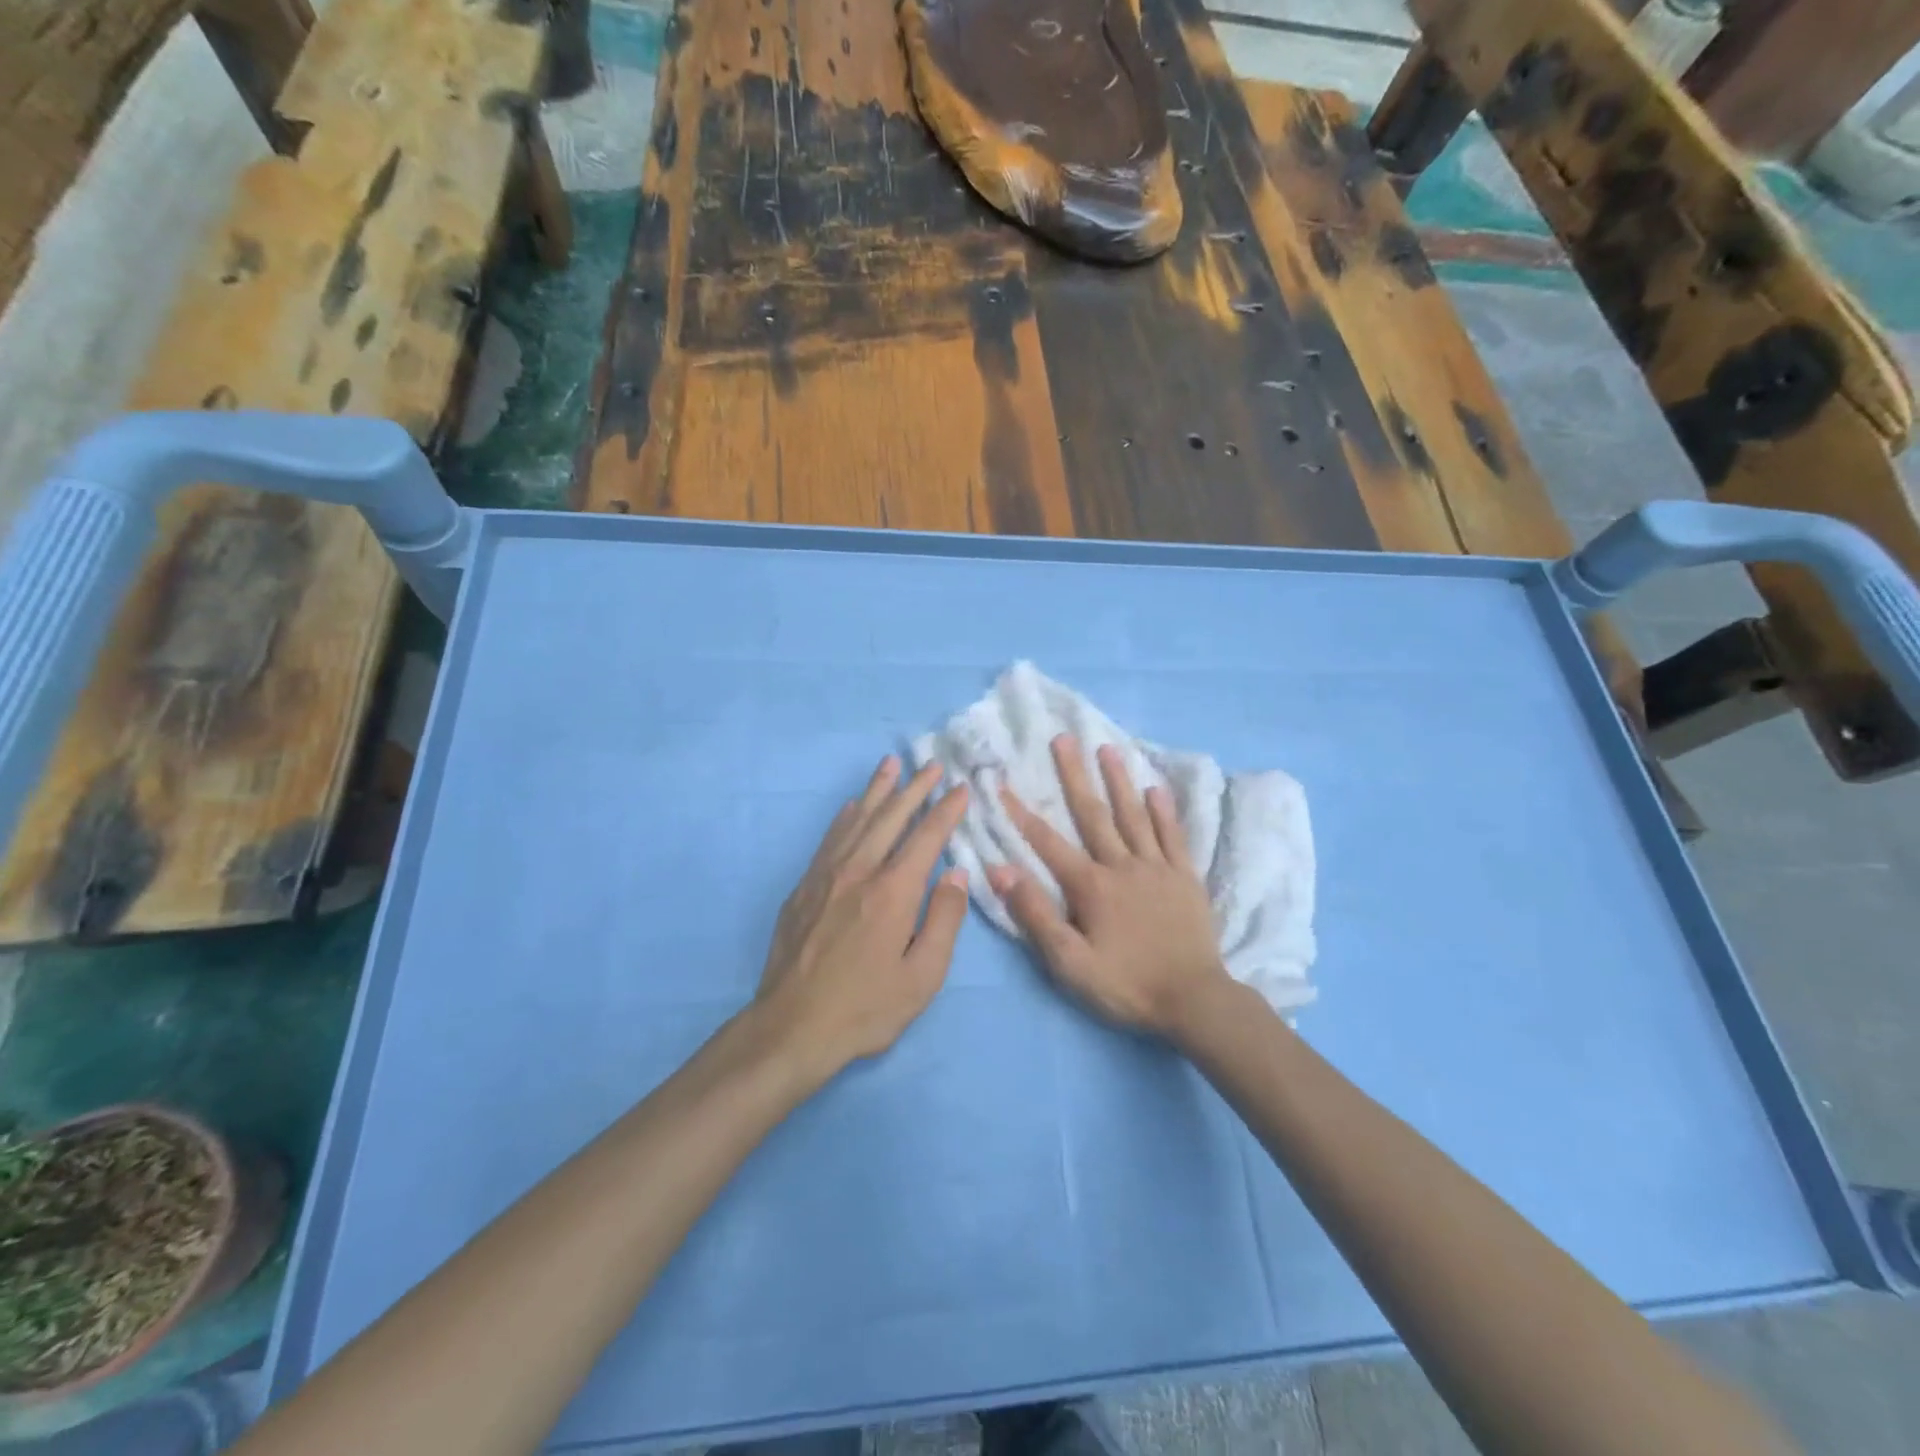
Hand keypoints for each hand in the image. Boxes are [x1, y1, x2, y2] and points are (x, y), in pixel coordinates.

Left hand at [754, 756, 970, 1084]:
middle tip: (932, 765)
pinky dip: (845, 816)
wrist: (792, 1027)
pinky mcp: (804, 887)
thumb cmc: (866, 1007)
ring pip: (857, 820)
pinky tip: (852, 805)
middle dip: (915, 788)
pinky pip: (829, 838)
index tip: (961, 788)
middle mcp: (859, 871)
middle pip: (891, 817)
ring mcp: (826, 875)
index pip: (926, 838)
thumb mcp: (923, 976)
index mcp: (893, 891)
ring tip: (891, 764)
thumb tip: (958, 873)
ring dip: (877, 790)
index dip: (946, 811)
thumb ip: (945, 920)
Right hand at [986, 736, 1230, 1038]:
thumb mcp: (1070, 962)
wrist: (1194, 1000)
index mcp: (1090, 886)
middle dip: (1074, 775)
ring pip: (1133, 815)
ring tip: (1107, 748)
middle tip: (1063, 738)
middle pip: (1093, 813)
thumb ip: (1035, 914)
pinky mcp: (1185, 877)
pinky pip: (1172, 836)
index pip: (1047, 842)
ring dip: (1118, 780)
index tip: (1003, 783)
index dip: (1021, 812)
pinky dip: (1164, 811)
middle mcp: (1122, 865)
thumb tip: (1001, 870)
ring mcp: (1157, 867)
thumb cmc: (1126, 984)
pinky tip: (1156, 789)